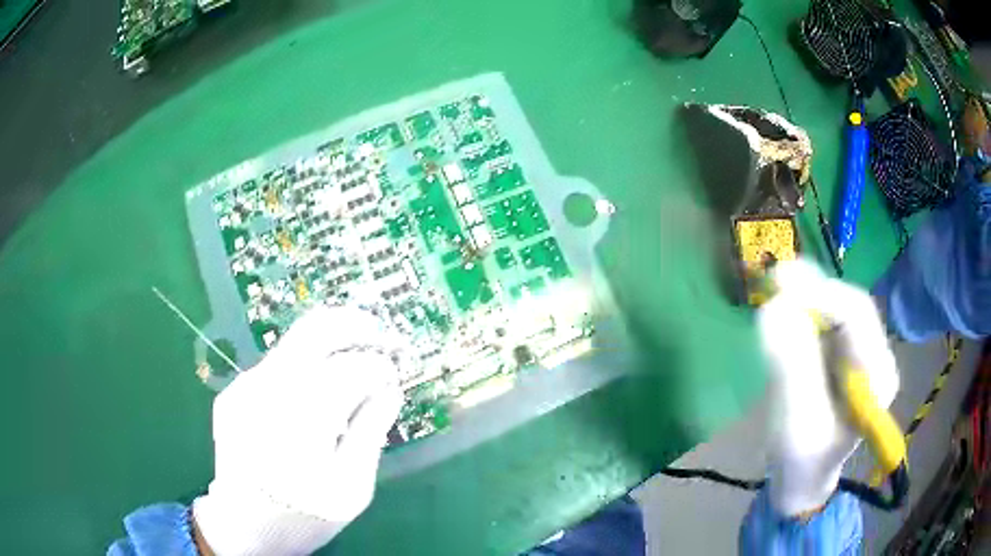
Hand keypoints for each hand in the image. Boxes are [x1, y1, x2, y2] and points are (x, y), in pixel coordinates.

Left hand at [192, 305, 403, 554]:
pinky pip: (276, 366)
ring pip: (295, 344)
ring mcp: (245, 386)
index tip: (394, 375)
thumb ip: (371, 432)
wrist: (243, 525)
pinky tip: (314, 397)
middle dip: (356, 325)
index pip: (350, 369)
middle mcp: (267, 390)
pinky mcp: (234, 391)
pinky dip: (304, 368)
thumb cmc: (304, 514)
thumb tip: (390, 387)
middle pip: (315, 330)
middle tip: (381, 336)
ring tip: (352, 369)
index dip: (379, 366)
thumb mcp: (352, 487)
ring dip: (329, 347)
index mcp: (301, 420)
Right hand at [758, 260, 898, 516]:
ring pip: (836, 311)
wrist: (801, 481)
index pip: (858, 316)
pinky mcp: (841, 356)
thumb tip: (773, 308)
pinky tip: (784, 312)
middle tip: (774, 280)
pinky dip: (802, 313)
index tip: (781, 284)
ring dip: (806, 299)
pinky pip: (825, 324)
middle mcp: (874, 357)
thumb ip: (791, 368)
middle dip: (813, 291)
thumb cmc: (801, 462)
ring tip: (775, 290)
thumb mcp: (796, 423)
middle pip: (848, 307)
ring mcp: (859, 355)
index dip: (822, 294)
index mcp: (877, 377)